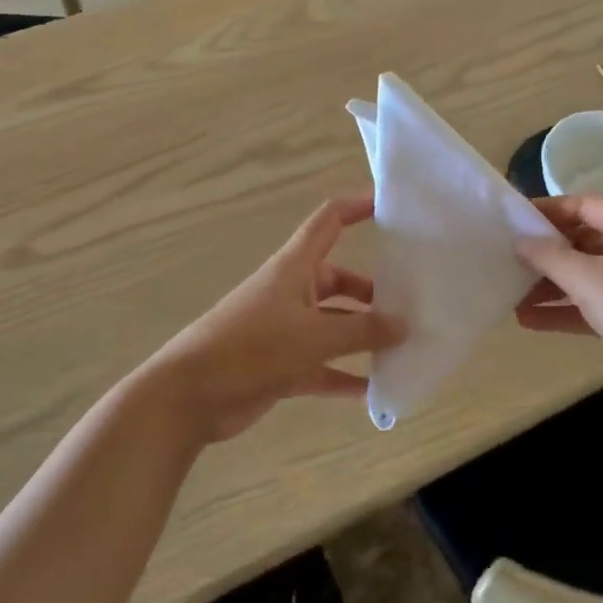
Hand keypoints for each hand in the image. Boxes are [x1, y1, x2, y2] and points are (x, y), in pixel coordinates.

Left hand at [142, 193, 404, 444]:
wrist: (189, 396)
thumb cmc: (251, 348)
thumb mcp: (313, 336)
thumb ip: (362, 331)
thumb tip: (405, 325)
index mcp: (295, 267)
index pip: (329, 221)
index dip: (357, 206)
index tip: (392, 206)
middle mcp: (292, 292)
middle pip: (340, 279)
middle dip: (373, 291)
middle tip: (413, 303)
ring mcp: (286, 330)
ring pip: (334, 325)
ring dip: (363, 337)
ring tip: (404, 347)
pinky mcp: (281, 365)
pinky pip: (323, 366)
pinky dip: (345, 376)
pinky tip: (376, 392)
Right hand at [515, 194, 602, 411]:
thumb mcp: (586, 277)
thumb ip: (549, 256)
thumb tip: (520, 240)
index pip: (583, 205)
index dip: (547, 210)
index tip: (513, 220)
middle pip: (583, 239)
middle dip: (546, 252)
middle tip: (508, 257)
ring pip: (586, 275)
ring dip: (551, 284)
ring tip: (511, 293)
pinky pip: (593, 304)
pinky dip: (565, 309)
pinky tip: (529, 320)